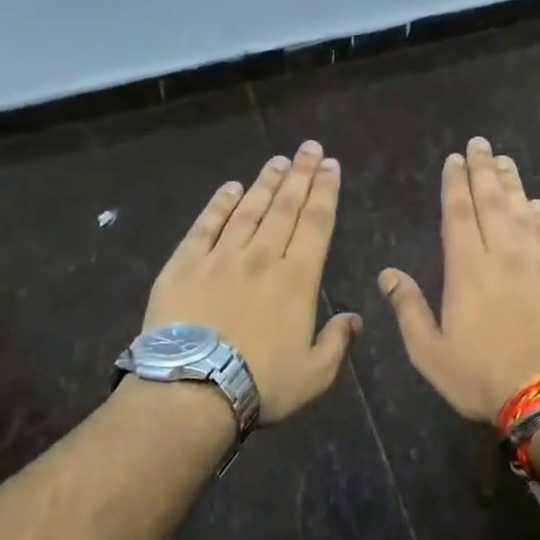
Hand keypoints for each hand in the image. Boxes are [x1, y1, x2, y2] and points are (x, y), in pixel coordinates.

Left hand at [144, 140, 360, 424]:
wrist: (192, 391)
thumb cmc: (260, 384)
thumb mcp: (315, 375)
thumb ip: (338, 342)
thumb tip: (355, 318)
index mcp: (297, 280)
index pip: (316, 224)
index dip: (325, 192)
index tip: (331, 166)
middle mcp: (261, 258)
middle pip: (285, 207)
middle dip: (300, 175)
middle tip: (309, 148)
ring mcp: (220, 258)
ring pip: (248, 210)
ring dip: (265, 183)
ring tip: (277, 160)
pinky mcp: (184, 265)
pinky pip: (205, 226)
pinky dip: (219, 204)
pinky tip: (229, 188)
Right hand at [378, 136, 539, 421]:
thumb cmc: (482, 377)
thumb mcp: (430, 352)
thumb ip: (408, 309)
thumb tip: (388, 273)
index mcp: (468, 269)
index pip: (459, 214)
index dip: (455, 184)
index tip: (454, 160)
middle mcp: (504, 255)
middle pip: (492, 202)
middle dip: (483, 170)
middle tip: (479, 144)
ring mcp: (538, 264)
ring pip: (523, 212)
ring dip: (511, 184)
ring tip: (503, 161)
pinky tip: (536, 204)